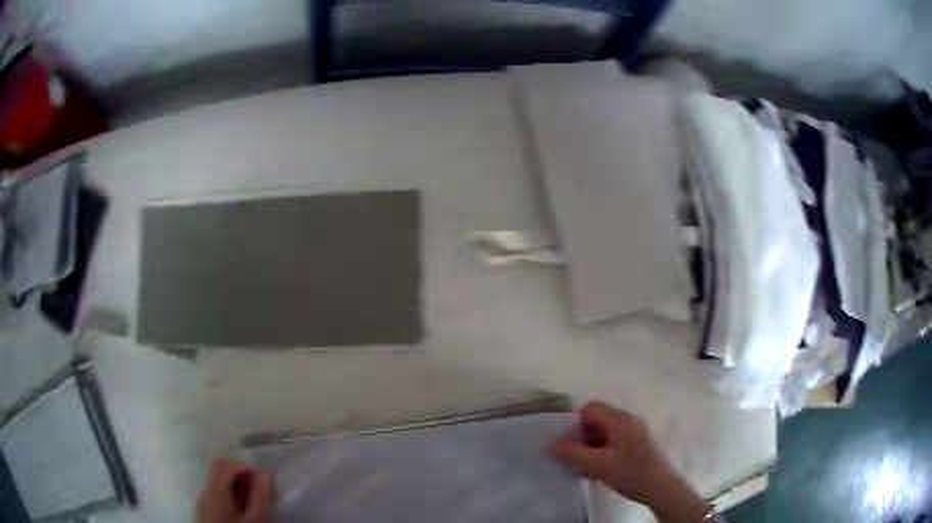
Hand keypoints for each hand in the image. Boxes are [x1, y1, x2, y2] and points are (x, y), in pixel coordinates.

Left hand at [196, 459, 273, 522]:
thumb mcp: (255, 519)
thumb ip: (260, 496)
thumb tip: (265, 473)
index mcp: (214, 491)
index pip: (223, 463)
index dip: (241, 465)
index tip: (258, 479)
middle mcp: (204, 492)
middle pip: (218, 473)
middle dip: (239, 478)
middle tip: (257, 493)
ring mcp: (201, 503)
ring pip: (216, 485)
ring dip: (234, 489)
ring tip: (251, 506)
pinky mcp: (202, 513)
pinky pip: (214, 497)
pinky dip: (228, 498)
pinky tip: (239, 514)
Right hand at [552, 401, 709, 522]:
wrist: (662, 488)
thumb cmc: (631, 473)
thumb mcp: (598, 465)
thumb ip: (574, 454)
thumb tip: (553, 444)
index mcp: (621, 420)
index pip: (591, 408)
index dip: (575, 422)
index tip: (567, 443)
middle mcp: (629, 420)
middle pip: (598, 419)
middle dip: (582, 437)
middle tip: (573, 458)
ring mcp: (636, 432)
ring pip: (605, 431)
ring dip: (591, 446)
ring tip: (584, 468)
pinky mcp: (639, 444)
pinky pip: (614, 440)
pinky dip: (603, 451)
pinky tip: (599, 470)